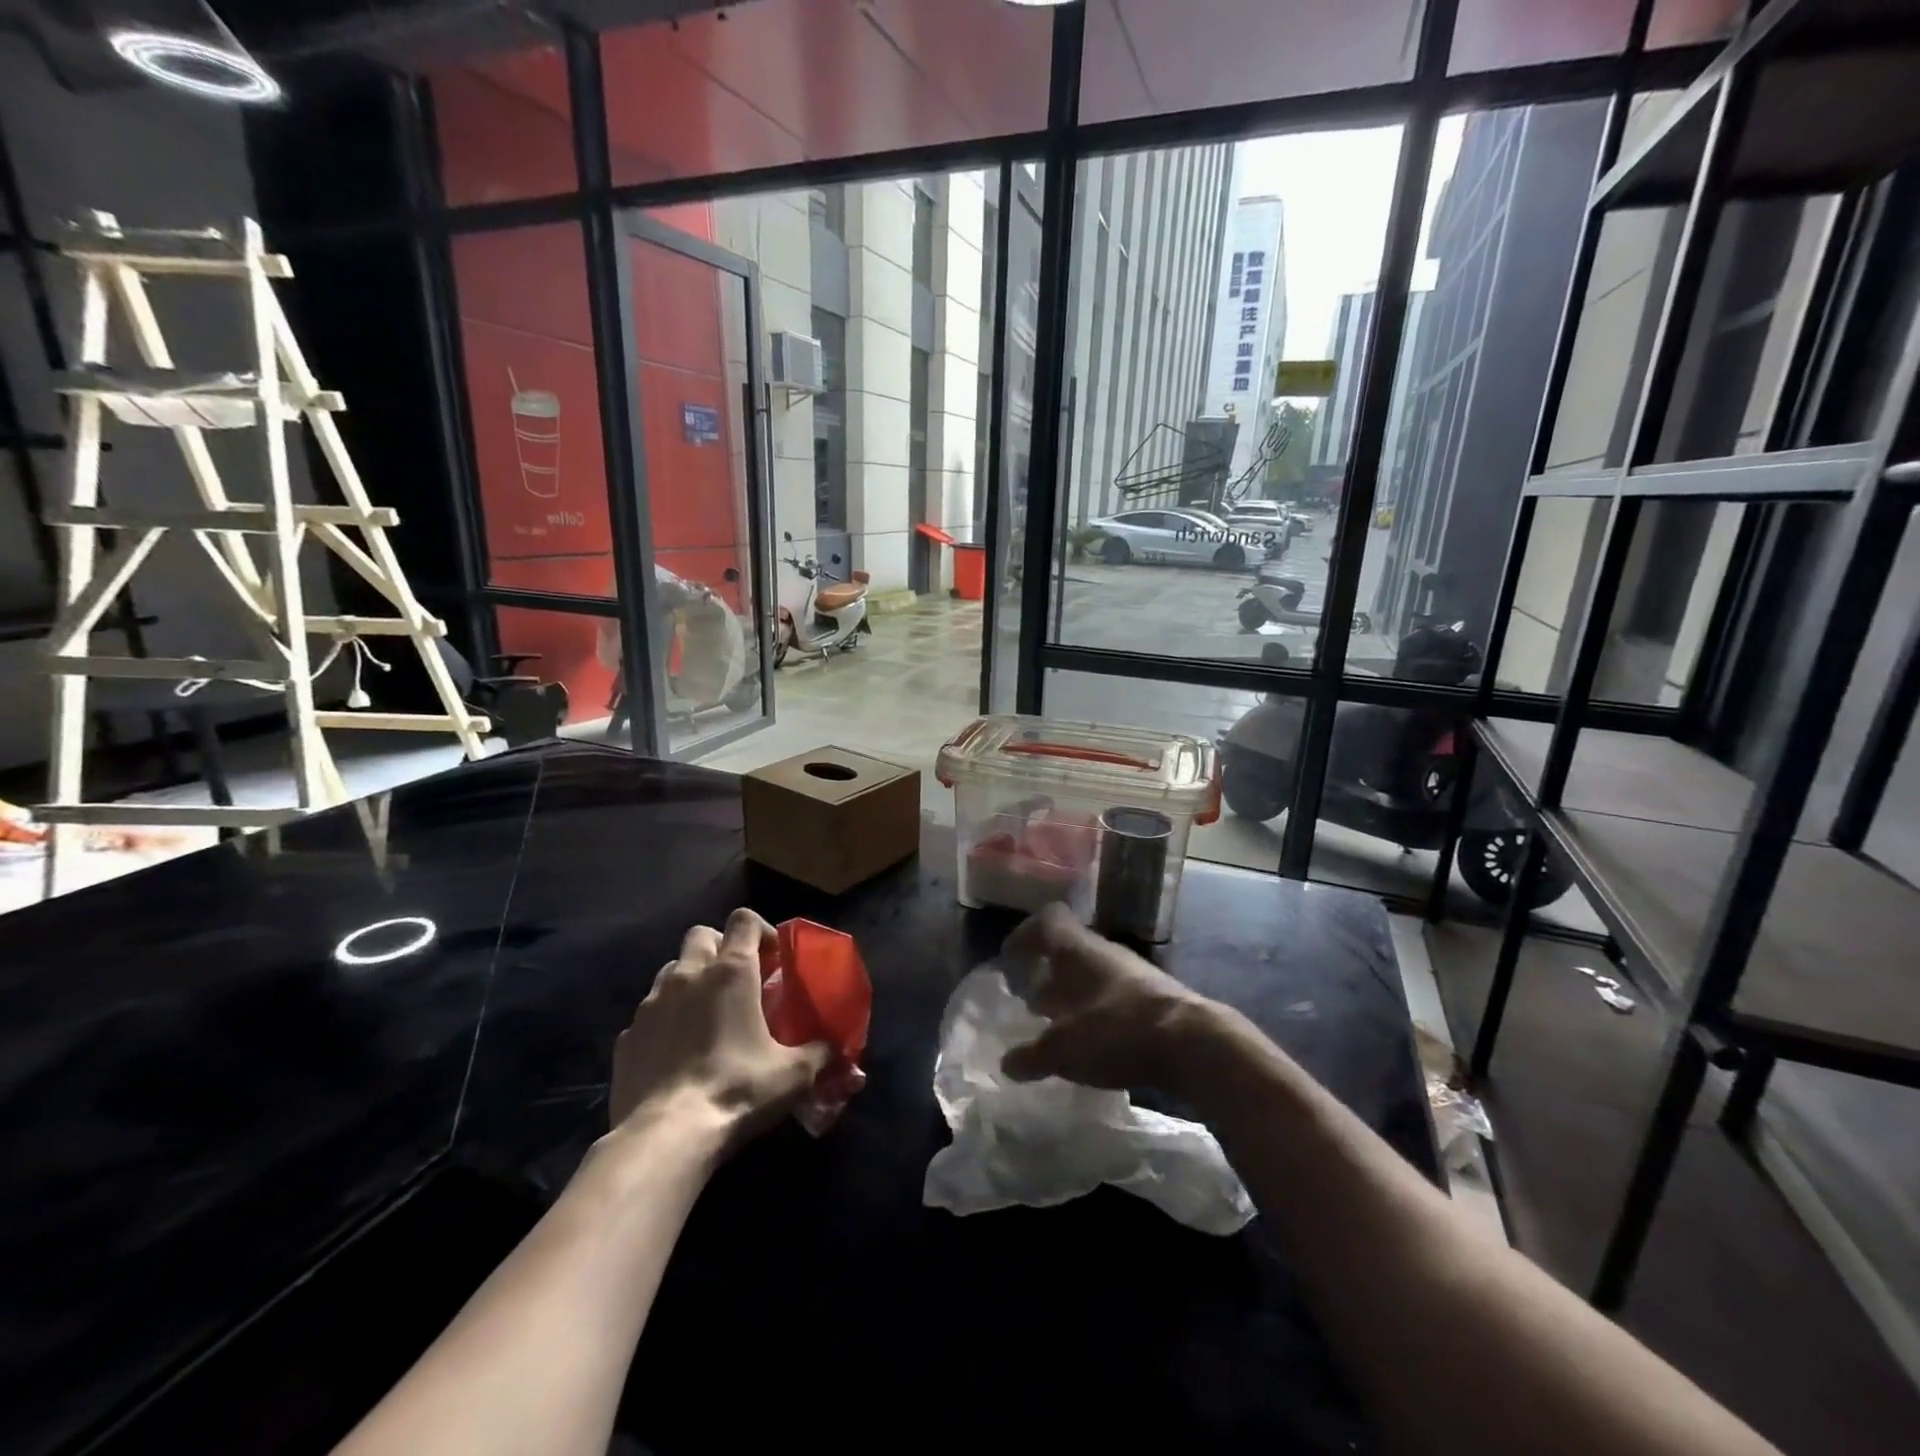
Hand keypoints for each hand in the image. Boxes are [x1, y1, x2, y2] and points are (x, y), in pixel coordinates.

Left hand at [609, 908, 828, 1154]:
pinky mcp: (626, 1037)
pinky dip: (665, 1021)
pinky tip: (677, 1053)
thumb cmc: (737, 1090)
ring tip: (706, 1015)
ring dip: (691, 981)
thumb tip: (834, 1048)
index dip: (760, 930)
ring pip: (672, 970)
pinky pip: (649, 1014)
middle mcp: (688, 975)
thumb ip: (819, 1053)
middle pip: (702, 934)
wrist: (665, 1137)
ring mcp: (651, 1004)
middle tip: (738, 981)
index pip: (743, 920)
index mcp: (731, 971)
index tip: (772, 957)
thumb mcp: (793, 1074)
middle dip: (720, 948)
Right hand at [999, 903, 1224, 1099]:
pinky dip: (1096, 1016)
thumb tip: (1008, 1063)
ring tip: (1057, 1028)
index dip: (1024, 936)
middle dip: (1046, 974)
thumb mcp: (1063, 1049)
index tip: (1009, 960)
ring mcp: (1132, 974)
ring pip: (1091, 976)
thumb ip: (1032, 1055)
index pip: (1047, 921)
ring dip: (1071, 997)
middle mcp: (1103, 953)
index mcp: (1076, 949)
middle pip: (1068, 951)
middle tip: (1029, 1002)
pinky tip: (1092, 1046)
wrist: (1193, 1044)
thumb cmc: (1116, 1030)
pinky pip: (1113, 998)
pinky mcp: (1154, 999)